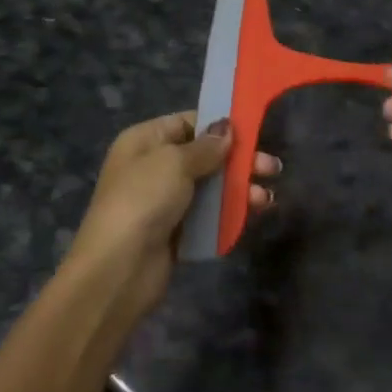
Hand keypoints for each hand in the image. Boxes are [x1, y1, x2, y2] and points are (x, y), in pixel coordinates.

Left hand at [66, 112, 281, 321]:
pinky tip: (254, 213)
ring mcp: (165, 201)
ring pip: (211, 187)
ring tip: (266, 198)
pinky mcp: (177, 231)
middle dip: (239, 160)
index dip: (220, 126)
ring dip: (240, 188)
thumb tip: (226, 129)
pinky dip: (231, 212)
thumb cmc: (143, 200)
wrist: (119, 268)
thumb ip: (206, 146)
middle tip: (272, 168)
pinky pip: (209, 215)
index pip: (188, 123)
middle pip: (205, 156)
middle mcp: (154, 166)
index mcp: (145, 141)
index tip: (253, 131)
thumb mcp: (175, 162)